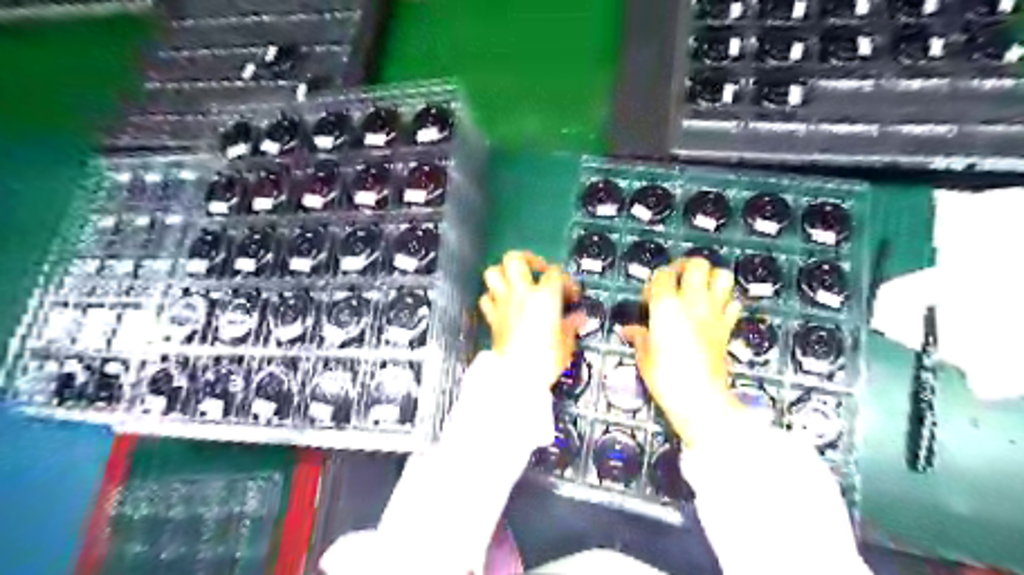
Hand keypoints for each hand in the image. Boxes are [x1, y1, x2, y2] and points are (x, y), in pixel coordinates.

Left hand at [480, 251, 583, 386]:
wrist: (516, 377)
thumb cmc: (545, 359)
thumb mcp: (566, 343)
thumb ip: (571, 326)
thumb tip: (579, 318)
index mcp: (544, 296)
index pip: (556, 273)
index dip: (566, 280)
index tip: (571, 294)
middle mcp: (521, 294)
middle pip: (515, 259)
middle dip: (527, 258)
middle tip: (537, 269)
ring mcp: (503, 303)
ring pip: (493, 272)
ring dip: (504, 273)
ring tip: (516, 281)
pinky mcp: (491, 317)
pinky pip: (486, 298)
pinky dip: (492, 296)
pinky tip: (502, 303)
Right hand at [623, 258, 744, 445]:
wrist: (701, 398)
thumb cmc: (666, 377)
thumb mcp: (644, 356)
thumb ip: (638, 336)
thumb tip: (629, 331)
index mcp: (666, 306)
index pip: (662, 275)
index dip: (655, 280)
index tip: (650, 295)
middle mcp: (693, 303)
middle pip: (697, 264)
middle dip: (685, 266)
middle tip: (676, 279)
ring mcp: (714, 313)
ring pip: (722, 276)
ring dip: (710, 277)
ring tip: (698, 289)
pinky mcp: (727, 327)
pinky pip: (733, 304)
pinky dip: (725, 302)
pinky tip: (714, 311)